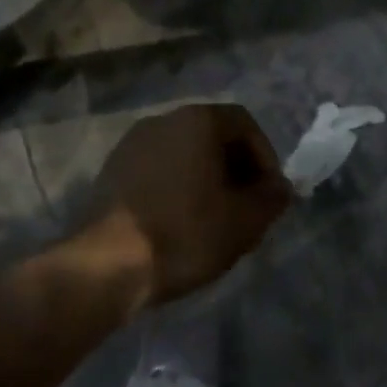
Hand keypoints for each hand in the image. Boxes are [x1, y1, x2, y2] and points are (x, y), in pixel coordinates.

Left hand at [96, 103, 293, 303]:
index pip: (246, 125)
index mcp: (198, 120)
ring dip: (206, 180)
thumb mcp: (246, 220)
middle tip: (246, 208)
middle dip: (236, 170)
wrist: (106, 266)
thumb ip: (272, 198)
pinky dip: (176, 189)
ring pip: (184, 155)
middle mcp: (163, 120)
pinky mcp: (110, 172)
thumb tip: (280, 189)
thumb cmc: (186, 233)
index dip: (266, 158)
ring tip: (214, 220)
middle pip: (213, 137)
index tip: (269, 194)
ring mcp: (131, 144)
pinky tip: (179, 224)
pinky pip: (158, 171)